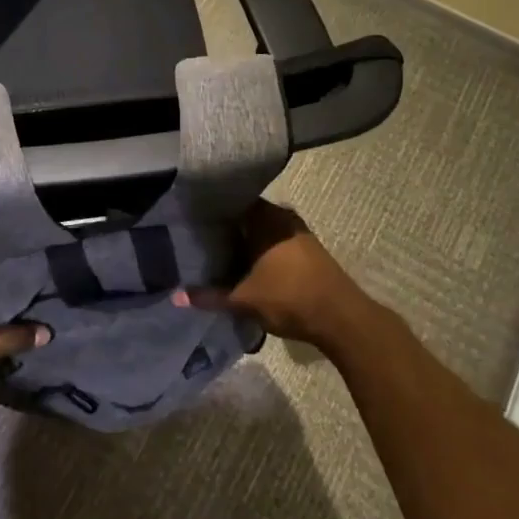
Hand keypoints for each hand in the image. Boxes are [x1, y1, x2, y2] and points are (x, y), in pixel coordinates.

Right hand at [176, 200, 366, 349]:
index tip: (192, 215)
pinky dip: (261, 247)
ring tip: (219, 248)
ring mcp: (299, 232)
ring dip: (246, 237)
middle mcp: (282, 217)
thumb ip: (210, 296)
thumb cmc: (290, 299)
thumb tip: (176, 297)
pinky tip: (247, 262)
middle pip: (248, 214)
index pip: (232, 200)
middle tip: (200, 234)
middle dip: (227, 224)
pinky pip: (276, 239)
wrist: (342, 319)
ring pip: (264, 228)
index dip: (212, 207)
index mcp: (265, 218)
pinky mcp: (309, 249)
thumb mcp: (245, 300)